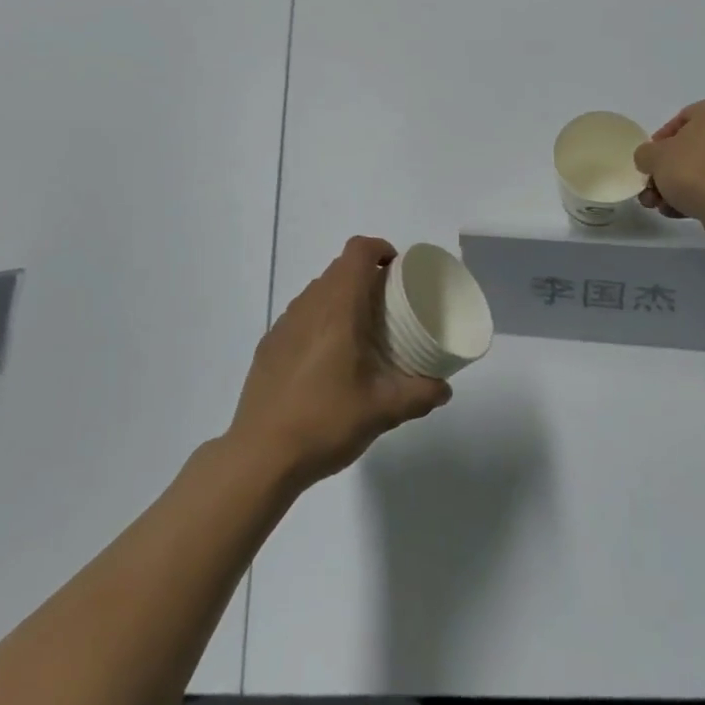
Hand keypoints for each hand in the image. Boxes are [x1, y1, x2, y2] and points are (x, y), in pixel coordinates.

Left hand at [228, 237, 450, 491]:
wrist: (261, 455)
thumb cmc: (325, 421)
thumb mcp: (382, 411)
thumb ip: (419, 395)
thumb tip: (444, 388)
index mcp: (338, 308)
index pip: (358, 251)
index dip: (380, 249)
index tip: (398, 270)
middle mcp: (308, 306)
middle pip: (339, 269)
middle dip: (366, 277)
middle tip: (389, 307)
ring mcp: (283, 324)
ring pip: (318, 292)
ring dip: (342, 298)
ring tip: (361, 333)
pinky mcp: (269, 345)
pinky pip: (300, 316)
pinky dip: (320, 321)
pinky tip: (328, 361)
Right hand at [634, 96, 704, 232]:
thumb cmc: (694, 168)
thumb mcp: (653, 156)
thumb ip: (646, 154)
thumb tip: (651, 160)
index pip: (684, 118)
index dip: (661, 140)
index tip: (650, 160)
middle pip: (697, 147)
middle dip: (670, 169)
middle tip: (653, 188)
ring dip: (682, 187)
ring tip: (662, 207)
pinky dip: (703, 196)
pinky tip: (681, 213)